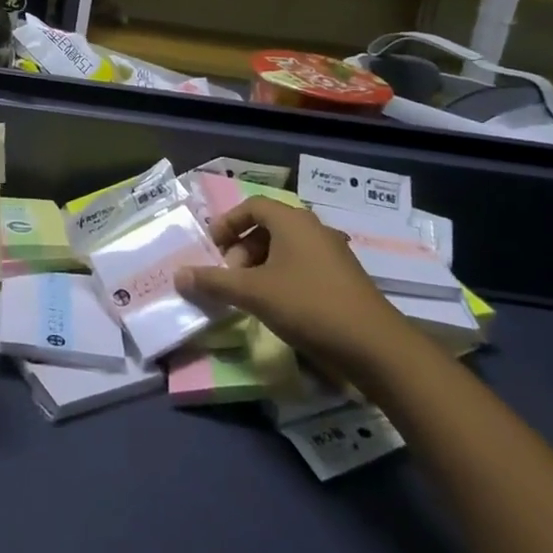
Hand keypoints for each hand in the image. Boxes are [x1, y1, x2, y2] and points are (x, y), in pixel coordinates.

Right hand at [175, 196, 414, 378]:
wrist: (375, 346)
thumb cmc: (308, 305)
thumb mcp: (253, 293)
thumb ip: (213, 282)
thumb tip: (178, 276)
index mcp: (292, 221)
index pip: (252, 206)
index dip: (227, 224)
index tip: (212, 249)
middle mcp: (314, 229)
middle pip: (267, 227)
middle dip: (242, 250)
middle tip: (230, 278)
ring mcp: (333, 253)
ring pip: (285, 249)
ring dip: (261, 266)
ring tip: (250, 295)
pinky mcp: (344, 278)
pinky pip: (303, 266)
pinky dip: (282, 278)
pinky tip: (278, 307)